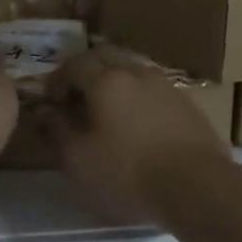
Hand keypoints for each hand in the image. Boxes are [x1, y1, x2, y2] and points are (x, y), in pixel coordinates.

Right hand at [43, 47, 230, 222]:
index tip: (51, 101)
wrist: (197, 184)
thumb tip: (45, 111)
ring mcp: (167, 86)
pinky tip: (140, 125)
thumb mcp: (79, 160)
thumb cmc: (128, 173)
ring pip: (133, 71)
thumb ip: (57, 130)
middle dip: (87, 72)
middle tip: (78, 99)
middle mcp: (137, 73)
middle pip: (106, 57)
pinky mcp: (188, 104)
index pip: (75, 63)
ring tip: (109, 113)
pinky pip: (155, 90)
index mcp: (107, 81)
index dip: (58, 79)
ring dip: (116, 84)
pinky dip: (139, 98)